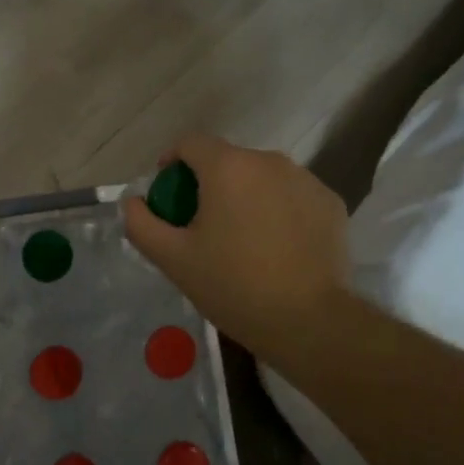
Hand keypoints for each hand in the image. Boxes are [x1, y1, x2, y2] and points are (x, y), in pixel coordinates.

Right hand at [122, 134, 348, 358]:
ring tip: (243, 239)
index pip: (191, 143)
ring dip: (247, 197)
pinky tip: (278, 248)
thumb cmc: (233, 286)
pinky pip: (293, 196)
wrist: (309, 321)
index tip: (169, 193)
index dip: (172, 162)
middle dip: (210, 185)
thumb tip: (132, 202)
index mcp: (228, 167)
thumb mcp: (174, 259)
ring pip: (263, 178)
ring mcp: (306, 180)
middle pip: (229, 161)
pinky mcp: (331, 202)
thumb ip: (142, 224)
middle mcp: (269, 161)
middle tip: (203, 226)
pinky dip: (280, 211)